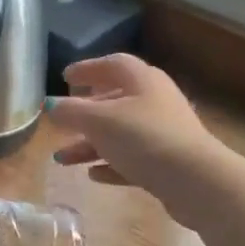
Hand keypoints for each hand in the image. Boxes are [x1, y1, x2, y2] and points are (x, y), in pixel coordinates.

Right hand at [47, 54, 227, 224]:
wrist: (195, 181)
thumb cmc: (143, 138)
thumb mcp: (98, 121)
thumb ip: (70, 111)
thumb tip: (49, 105)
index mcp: (142, 80)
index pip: (112, 64)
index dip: (87, 68)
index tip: (65, 77)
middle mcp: (154, 101)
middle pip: (114, 100)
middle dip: (84, 113)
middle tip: (62, 120)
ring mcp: (163, 132)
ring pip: (119, 133)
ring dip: (90, 144)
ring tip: (62, 159)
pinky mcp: (167, 162)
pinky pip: (132, 159)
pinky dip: (111, 163)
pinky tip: (93, 175)